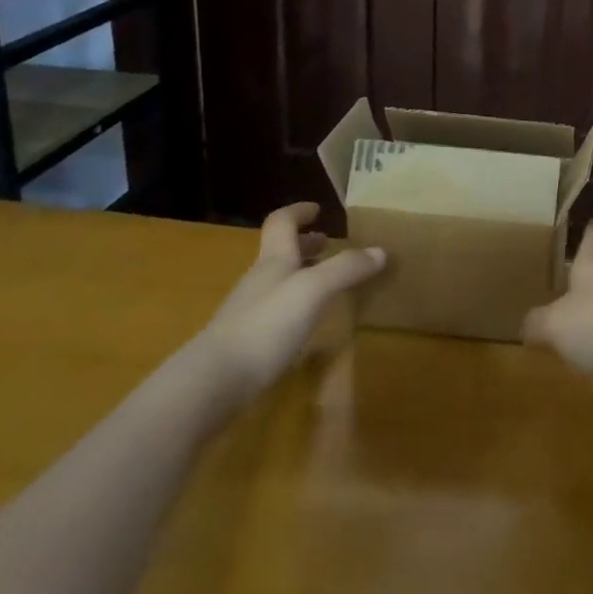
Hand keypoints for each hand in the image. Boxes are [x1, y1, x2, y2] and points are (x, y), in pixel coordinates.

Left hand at [195, 202, 384, 405]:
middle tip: (329, 244)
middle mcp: (259, 281)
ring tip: (326, 284)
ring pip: (278, 283)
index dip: (298, 212)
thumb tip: (381, 251)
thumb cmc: (266, 325)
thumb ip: (346, 269)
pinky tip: (306, 324)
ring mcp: (248, 314)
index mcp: (273, 261)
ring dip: (302, 276)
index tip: (317, 209)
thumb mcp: (314, 290)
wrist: (211, 384)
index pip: (281, 223)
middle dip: (305, 245)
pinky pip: (275, 313)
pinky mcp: (245, 345)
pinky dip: (294, 307)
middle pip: (280, 253)